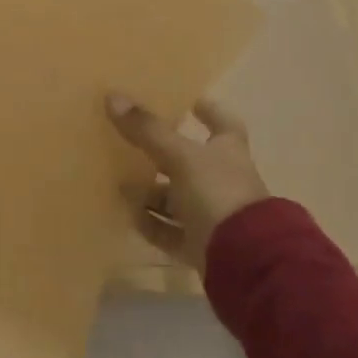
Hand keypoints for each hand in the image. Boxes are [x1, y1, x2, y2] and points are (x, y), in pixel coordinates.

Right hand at [106, 94, 270, 269]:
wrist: (244, 260)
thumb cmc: (217, 194)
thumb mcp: (180, 157)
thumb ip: (148, 130)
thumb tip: (113, 96)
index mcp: (228, 152)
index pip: (222, 123)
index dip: (208, 110)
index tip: (186, 101)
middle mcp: (223, 180)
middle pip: (190, 162)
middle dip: (160, 154)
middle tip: (129, 141)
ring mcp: (213, 214)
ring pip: (176, 198)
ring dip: (149, 192)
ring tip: (118, 182)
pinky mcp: (201, 244)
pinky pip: (170, 230)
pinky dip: (150, 223)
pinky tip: (127, 214)